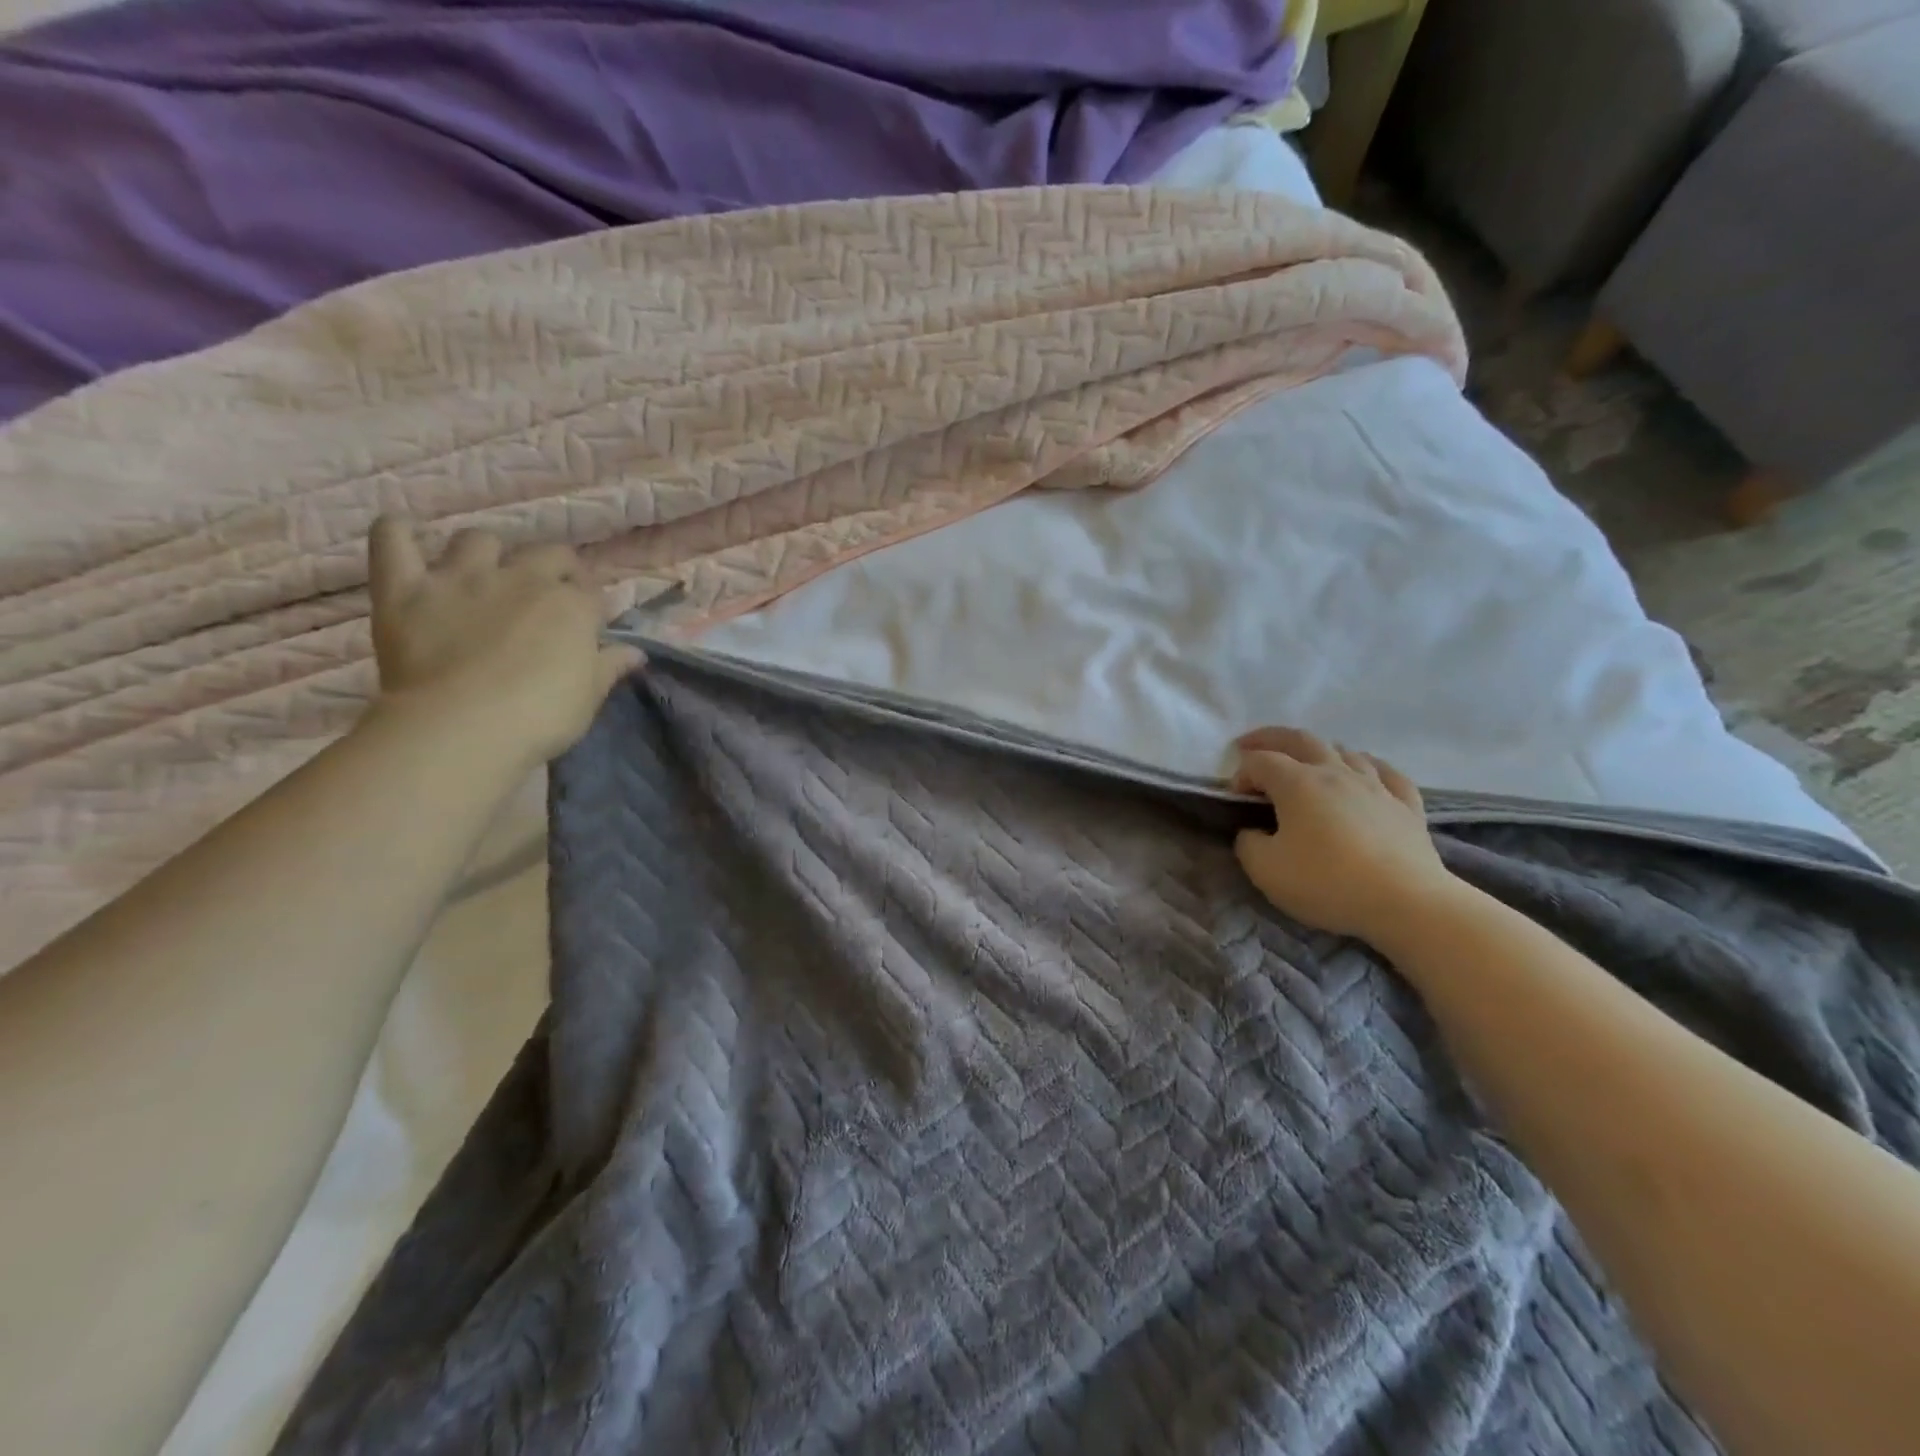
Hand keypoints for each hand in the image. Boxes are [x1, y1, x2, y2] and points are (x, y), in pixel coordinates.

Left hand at [366, 517, 641, 768]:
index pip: (591, 591)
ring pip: (478, 540)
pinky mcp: (406, 587)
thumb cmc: (541, 717)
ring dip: (485, 551)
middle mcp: (523, 578)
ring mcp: (462, 578)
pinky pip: (392, 539)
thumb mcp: (589, 696)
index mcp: (573, 605)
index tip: (586, 624)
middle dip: (554, 567)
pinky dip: (396, 532)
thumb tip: (636, 652)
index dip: (590, 605)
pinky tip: (402, 534)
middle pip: (548, 554)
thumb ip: (610, 666)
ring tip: (482, 572)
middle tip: (546, 593)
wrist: (463, 727)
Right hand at [1229, 726, 1455, 943]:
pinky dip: (1368, 766)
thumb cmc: (1327, 883)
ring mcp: (1376, 785)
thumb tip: (1252, 832)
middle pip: (1300, 739)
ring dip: (1318, 751)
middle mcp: (1335, 772)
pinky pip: (1386, 772)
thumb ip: (1248, 844)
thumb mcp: (1265, 870)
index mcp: (1297, 783)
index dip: (1241, 774)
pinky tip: (1365, 772)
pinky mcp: (1407, 805)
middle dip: (1270, 739)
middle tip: (1251, 746)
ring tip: (1307, 763)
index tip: (1236, 801)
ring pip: (1344, 751)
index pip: (1259, 762)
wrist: (1406, 903)